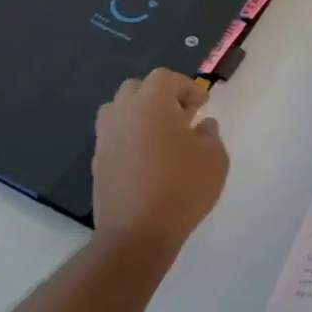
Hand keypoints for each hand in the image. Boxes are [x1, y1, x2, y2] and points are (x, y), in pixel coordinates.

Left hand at [91, 69, 229, 256]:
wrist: (137, 233)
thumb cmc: (182, 188)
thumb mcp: (214, 158)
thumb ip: (210, 134)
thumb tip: (202, 125)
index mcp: (151, 103)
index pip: (165, 78)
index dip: (187, 87)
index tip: (202, 105)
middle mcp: (123, 113)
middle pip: (138, 88)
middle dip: (161, 96)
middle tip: (181, 117)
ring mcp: (105, 137)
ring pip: (119, 110)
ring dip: (140, 114)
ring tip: (161, 136)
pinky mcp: (97, 162)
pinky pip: (114, 136)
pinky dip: (129, 137)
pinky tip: (147, 160)